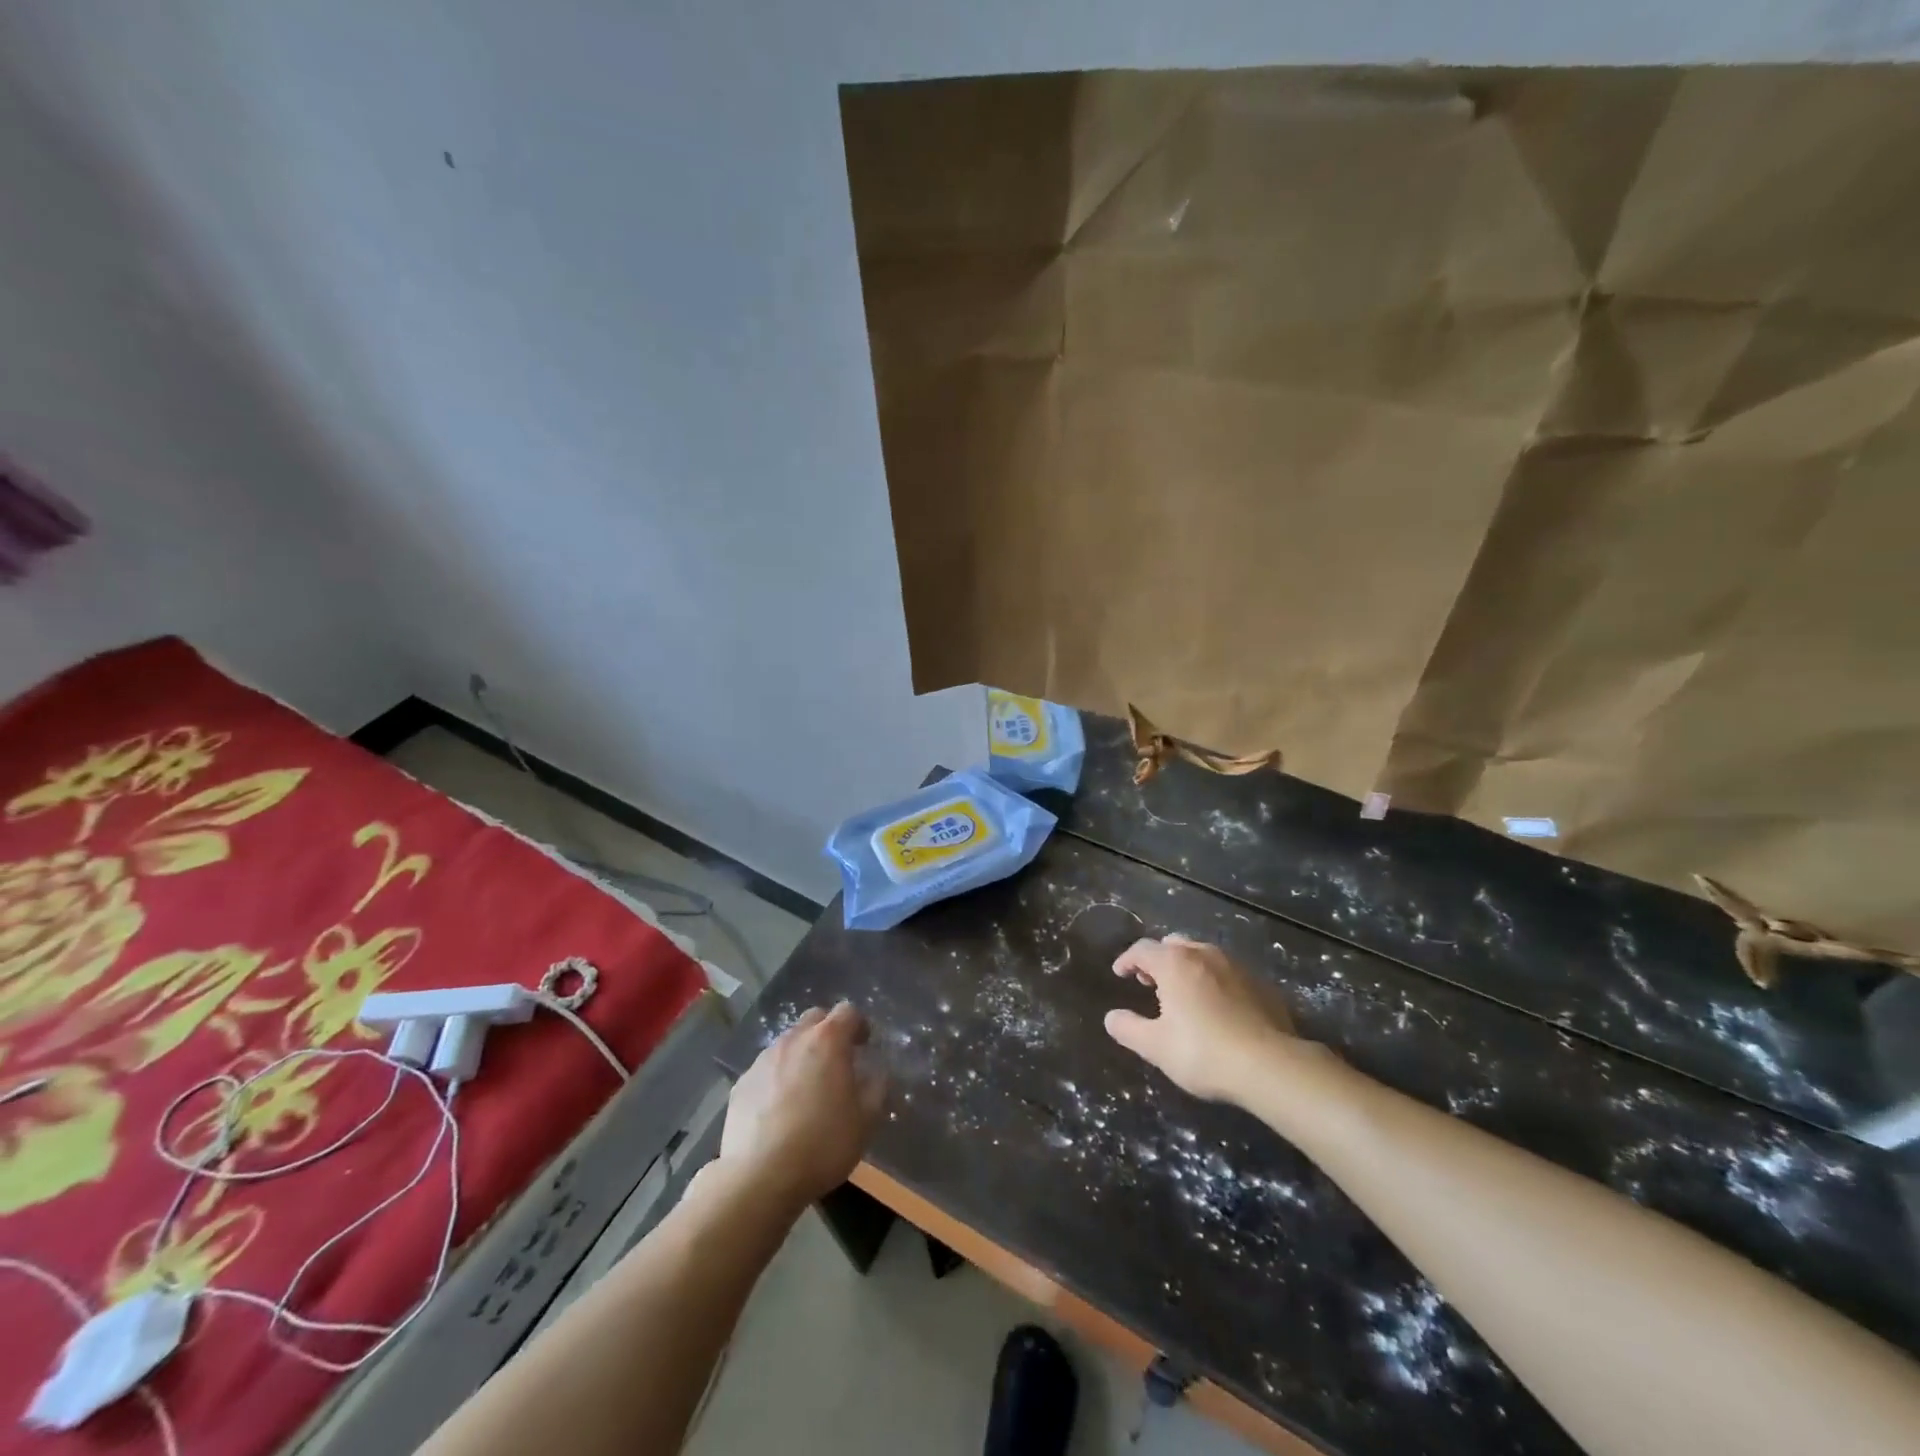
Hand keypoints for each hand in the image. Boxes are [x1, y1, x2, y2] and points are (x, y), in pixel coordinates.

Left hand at [720, 1002, 886, 1208]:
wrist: (758, 1178)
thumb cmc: (822, 1144)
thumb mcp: (866, 1120)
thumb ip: (877, 1088)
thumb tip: (876, 1073)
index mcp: (827, 1041)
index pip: (848, 1011)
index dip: (859, 1025)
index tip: (864, 1047)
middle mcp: (793, 1039)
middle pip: (814, 1019)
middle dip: (828, 1033)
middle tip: (837, 1063)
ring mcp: (763, 1060)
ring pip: (788, 1043)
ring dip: (801, 1055)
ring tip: (807, 1089)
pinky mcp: (741, 1083)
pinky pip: (766, 1069)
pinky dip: (777, 1078)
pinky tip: (779, 1110)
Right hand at [1105, 936, 1297, 1103]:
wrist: (1271, 1066)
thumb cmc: (1203, 1052)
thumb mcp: (1155, 1047)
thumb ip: (1128, 1029)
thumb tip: (1112, 1017)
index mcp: (1174, 963)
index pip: (1142, 949)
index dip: (1127, 960)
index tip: (1119, 973)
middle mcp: (1204, 954)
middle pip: (1174, 945)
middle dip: (1158, 959)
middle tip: (1150, 982)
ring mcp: (1236, 966)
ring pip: (1203, 955)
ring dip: (1187, 968)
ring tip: (1184, 994)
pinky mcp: (1261, 984)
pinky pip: (1228, 973)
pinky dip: (1215, 981)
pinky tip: (1218, 1007)